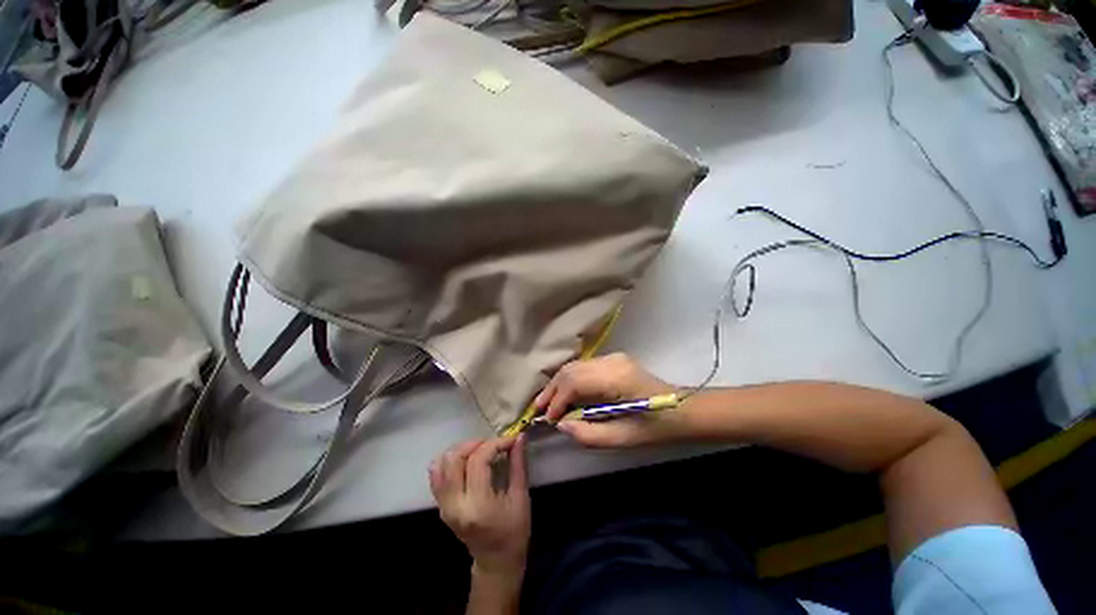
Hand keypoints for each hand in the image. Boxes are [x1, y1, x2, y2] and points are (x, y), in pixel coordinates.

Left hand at [429, 436, 530, 583]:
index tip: (510, 440)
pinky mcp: (441, 506)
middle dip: (475, 443)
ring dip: (462, 450)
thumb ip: (518, 464)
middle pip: (454, 459)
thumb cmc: (514, 531)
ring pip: (441, 464)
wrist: (496, 561)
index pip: (478, 461)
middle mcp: (454, 505)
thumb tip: (519, 436)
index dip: (495, 444)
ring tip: (481, 450)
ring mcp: (444, 506)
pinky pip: (436, 475)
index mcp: (478, 506)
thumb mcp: (521, 497)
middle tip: (494, 444)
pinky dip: (449, 461)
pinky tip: (467, 460)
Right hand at [534, 353, 688, 447]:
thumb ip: (589, 434)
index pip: (575, 382)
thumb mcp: (623, 439)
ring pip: (575, 366)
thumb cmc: (656, 427)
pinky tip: (566, 394)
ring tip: (547, 403)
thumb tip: (561, 425)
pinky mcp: (614, 359)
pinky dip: (570, 380)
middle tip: (539, 409)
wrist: (682, 409)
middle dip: (552, 390)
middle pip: (571, 370)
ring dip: (559, 383)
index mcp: (617, 379)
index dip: (557, 400)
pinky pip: (584, 367)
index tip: (547, 419)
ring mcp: (613, 357)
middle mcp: (612, 361)